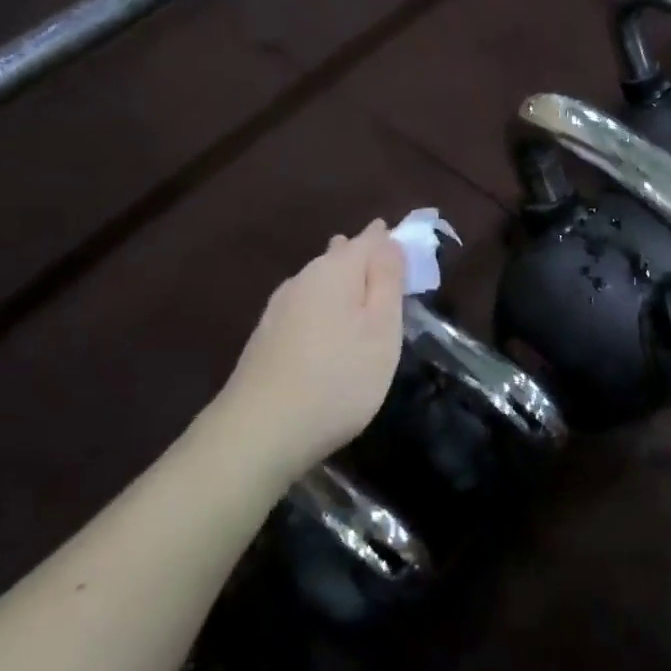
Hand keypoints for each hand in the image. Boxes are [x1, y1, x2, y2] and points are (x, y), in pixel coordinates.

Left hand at [203, 221, 405, 482]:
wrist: (260, 431)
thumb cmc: (338, 377)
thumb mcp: (381, 328)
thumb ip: (388, 279)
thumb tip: (388, 238)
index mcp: (335, 270)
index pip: (370, 238)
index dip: (392, 241)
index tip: (410, 255)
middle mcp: (303, 278)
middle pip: (341, 256)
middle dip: (365, 260)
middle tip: (390, 275)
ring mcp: (279, 308)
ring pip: (320, 282)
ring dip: (343, 284)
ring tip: (363, 298)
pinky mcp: (267, 337)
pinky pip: (306, 307)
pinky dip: (325, 310)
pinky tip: (329, 329)